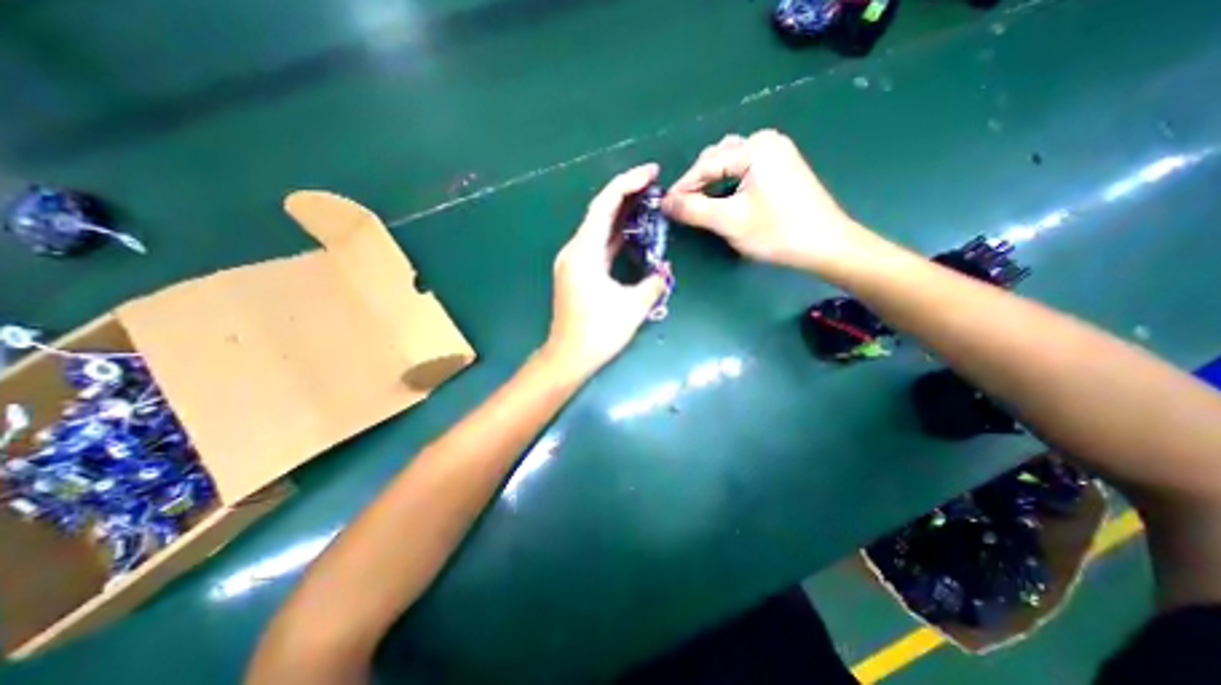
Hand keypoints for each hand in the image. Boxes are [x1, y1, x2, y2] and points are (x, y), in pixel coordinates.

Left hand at [543, 164, 666, 380]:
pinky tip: (631, 232)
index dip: (628, 184)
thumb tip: (664, 272)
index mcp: (584, 252)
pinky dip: (614, 235)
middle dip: (626, 194)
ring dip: (621, 214)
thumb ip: (652, 284)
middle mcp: (574, 250)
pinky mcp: (576, 272)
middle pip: (599, 212)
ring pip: (598, 228)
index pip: (605, 206)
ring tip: (646, 202)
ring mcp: (573, 261)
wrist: (568, 356)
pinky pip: (597, 245)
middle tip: (653, 183)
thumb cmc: (598, 333)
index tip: (651, 172)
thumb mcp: (632, 308)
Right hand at [663, 127, 871, 269]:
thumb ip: (693, 209)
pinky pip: (743, 171)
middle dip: (697, 184)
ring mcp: (776, 152)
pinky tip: (722, 201)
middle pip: (717, 159)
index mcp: (755, 147)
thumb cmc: (777, 232)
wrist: (825, 245)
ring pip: (729, 165)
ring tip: (699, 206)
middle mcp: (766, 141)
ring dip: (711, 184)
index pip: (706, 164)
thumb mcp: (729, 221)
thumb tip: (664, 203)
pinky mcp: (780, 167)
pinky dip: (727, 185)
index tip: (663, 207)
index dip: (682, 187)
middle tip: (682, 209)